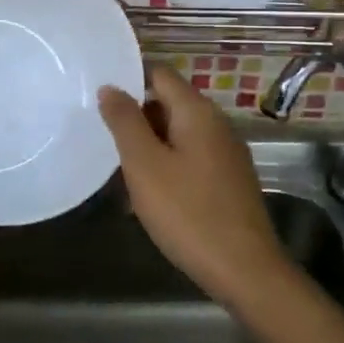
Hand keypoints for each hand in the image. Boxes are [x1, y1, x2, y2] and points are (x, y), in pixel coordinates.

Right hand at [98, 64, 290, 306]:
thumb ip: (125, 122)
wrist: (244, 268)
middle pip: (169, 103)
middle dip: (136, 118)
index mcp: (197, 111)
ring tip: (120, 172)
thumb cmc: (187, 212)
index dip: (129, 79)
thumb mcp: (145, 165)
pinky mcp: (229, 180)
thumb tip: (110, 87)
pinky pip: (191, 159)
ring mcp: (226, 153)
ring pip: (178, 135)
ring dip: (149, 147)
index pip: (159, 73)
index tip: (99, 95)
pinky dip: (167, 167)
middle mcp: (217, 123)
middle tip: (104, 139)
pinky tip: (149, 197)